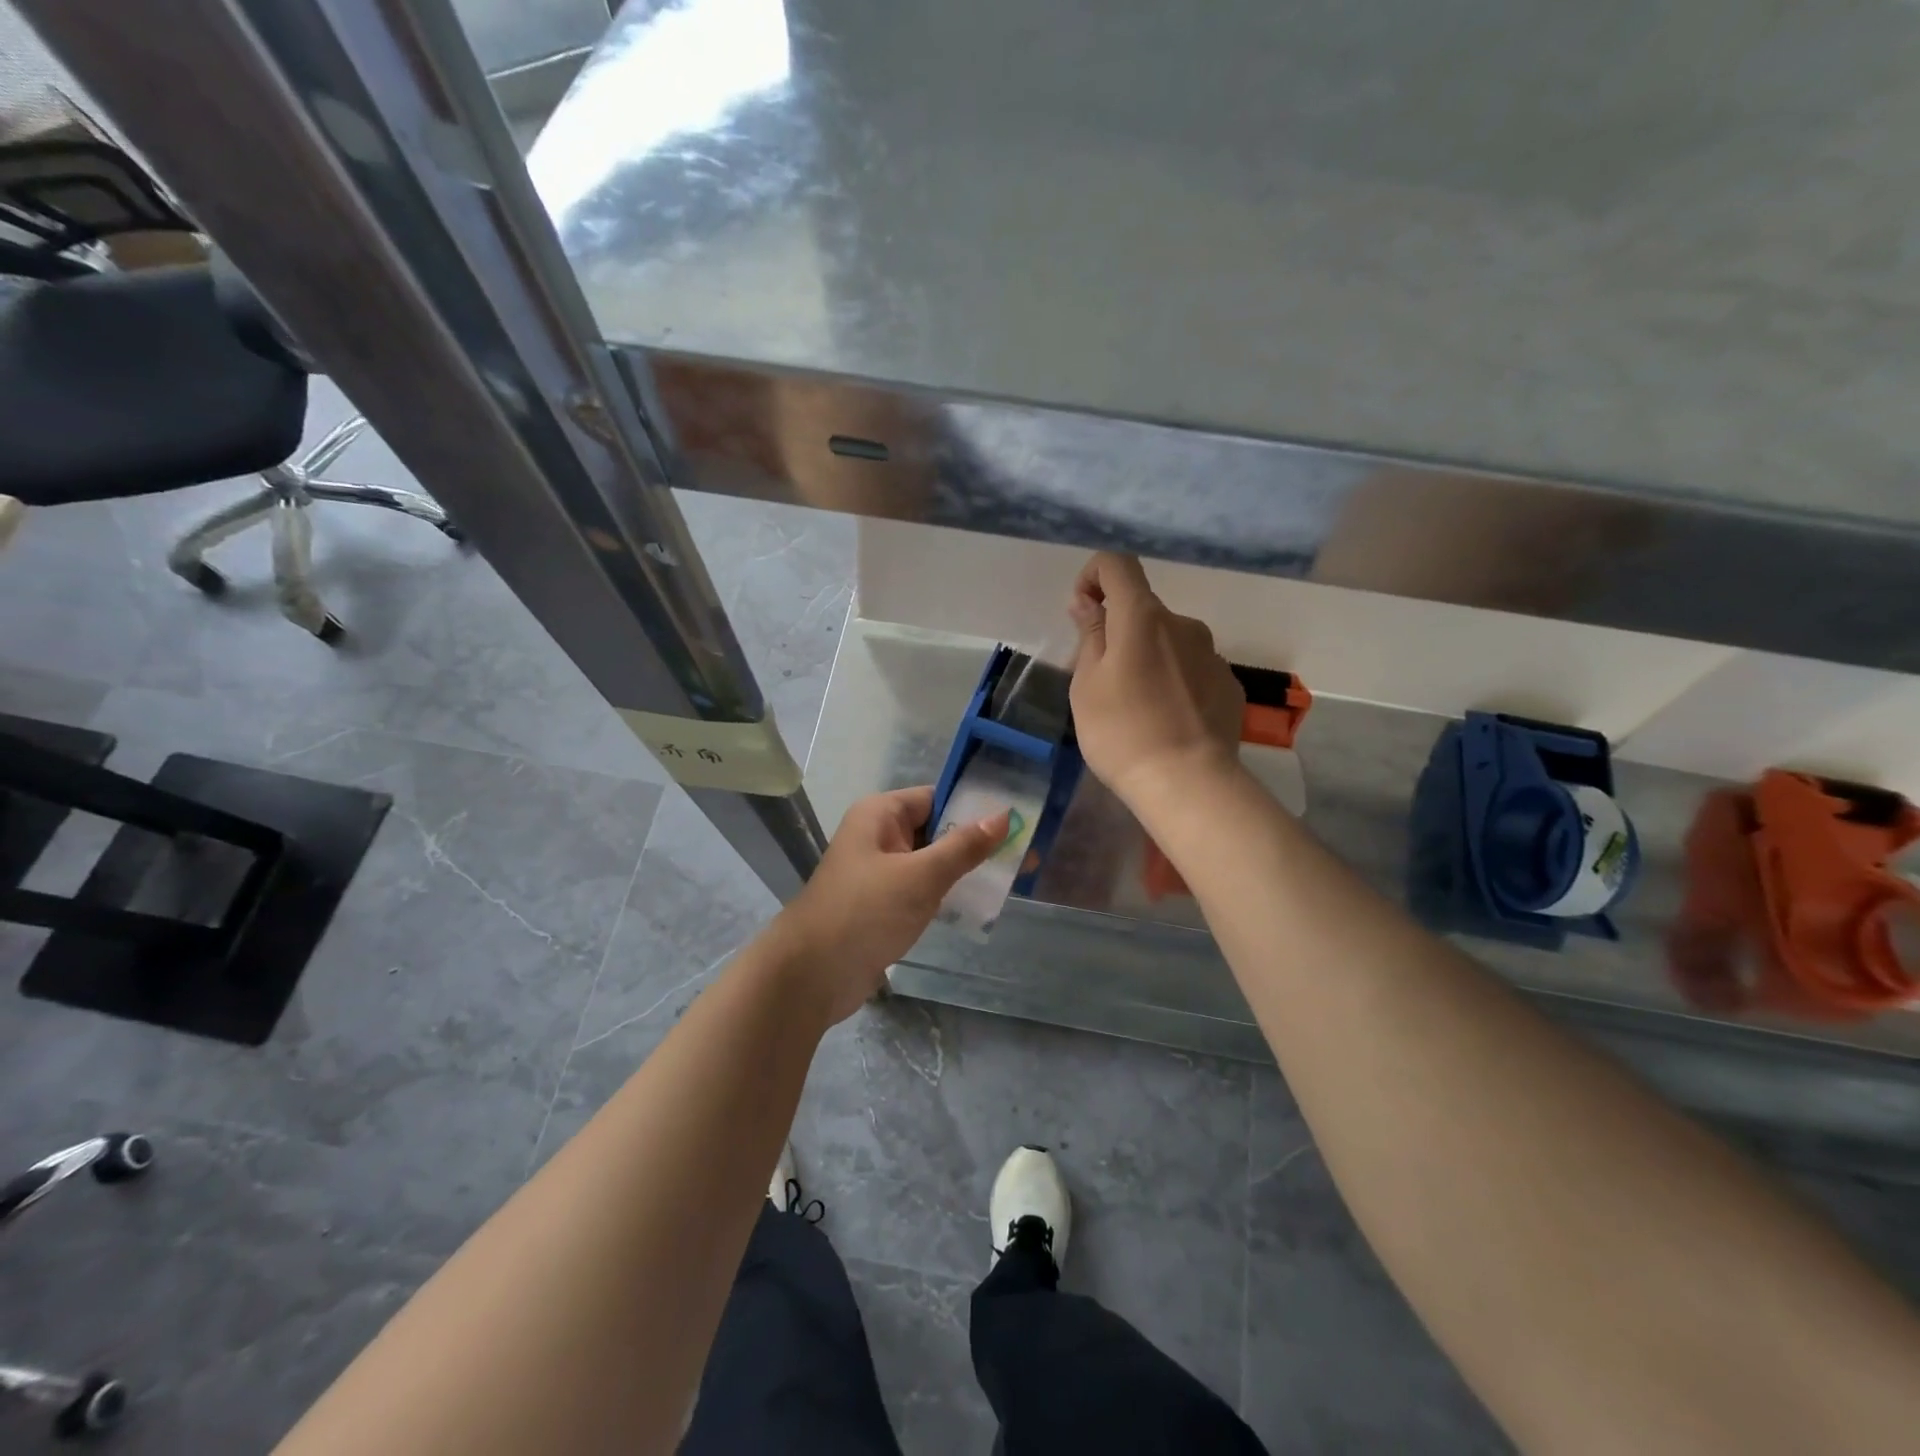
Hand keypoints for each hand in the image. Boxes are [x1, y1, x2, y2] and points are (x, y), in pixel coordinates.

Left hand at [773, 786, 1008, 1023]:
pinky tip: (979, 903)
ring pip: (931, 861)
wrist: (811, 975)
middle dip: (975, 841)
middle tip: (1024, 852)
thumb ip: (963, 847)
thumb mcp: (921, 876)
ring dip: (964, 870)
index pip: (936, 797)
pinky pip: (922, 889)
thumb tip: (1003, 816)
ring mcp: (880, 871)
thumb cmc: (865, 912)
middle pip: (936, 828)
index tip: (1016, 819)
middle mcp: (879, 836)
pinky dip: (947, 893)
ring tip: (1011, 877)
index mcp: (881, 814)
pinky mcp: (882, 904)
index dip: (974, 806)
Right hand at [1068, 552, 1244, 807]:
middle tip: (1102, 680)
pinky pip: (1192, 669)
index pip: (1117, 565)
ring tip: (1136, 707)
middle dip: (1119, 632)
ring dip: (1148, 658)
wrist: (1187, 783)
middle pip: (1143, 610)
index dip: (1094, 576)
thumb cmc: (1122, 732)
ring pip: (1169, 642)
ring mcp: (1212, 654)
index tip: (1083, 611)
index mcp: (1142, 617)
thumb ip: (1090, 636)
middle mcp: (1183, 624)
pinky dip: (1175, 681)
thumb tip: (1089, 603)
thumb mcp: (1087, 685)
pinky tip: (1167, 720)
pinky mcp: (1229, 684)